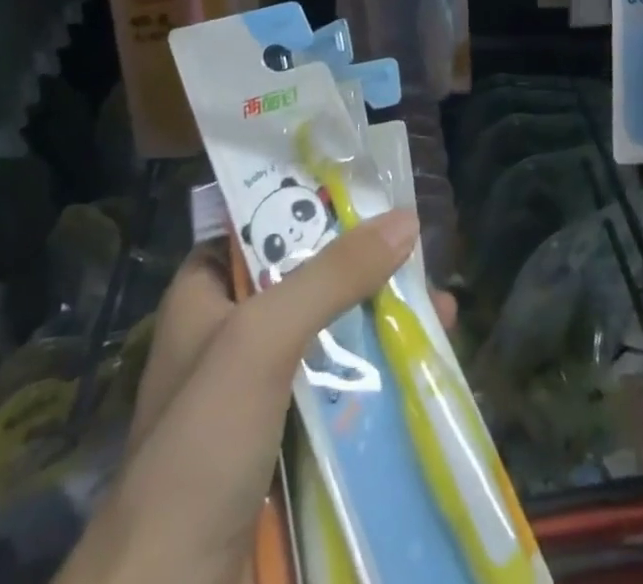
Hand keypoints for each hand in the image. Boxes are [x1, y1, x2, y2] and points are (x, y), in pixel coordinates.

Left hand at [61, 213, 451, 583]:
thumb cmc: (201, 446)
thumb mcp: (262, 339)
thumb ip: (331, 276)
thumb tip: (406, 219)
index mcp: (205, 294)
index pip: (263, 224)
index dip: (315, 205)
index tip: (373, 197)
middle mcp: (230, 335)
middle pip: (308, 279)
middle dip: (365, 269)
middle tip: (421, 257)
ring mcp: (258, 393)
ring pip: (330, 337)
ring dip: (380, 324)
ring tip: (441, 312)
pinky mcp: (285, 445)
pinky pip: (338, 393)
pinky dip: (377, 378)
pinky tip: (422, 370)